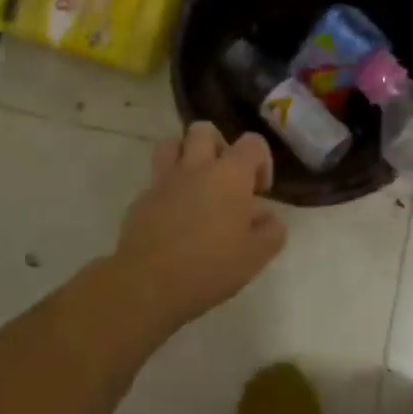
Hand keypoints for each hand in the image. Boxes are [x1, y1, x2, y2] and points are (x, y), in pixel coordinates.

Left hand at [109, 121, 287, 332]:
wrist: (148, 283)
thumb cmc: (210, 266)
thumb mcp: (256, 256)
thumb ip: (271, 231)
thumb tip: (269, 217)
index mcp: (230, 174)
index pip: (252, 142)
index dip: (261, 161)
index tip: (259, 191)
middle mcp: (196, 167)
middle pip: (204, 130)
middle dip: (218, 146)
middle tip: (224, 178)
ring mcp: (164, 181)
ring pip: (170, 144)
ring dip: (185, 156)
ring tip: (195, 184)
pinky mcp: (141, 200)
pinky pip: (156, 181)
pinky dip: (167, 190)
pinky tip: (173, 218)